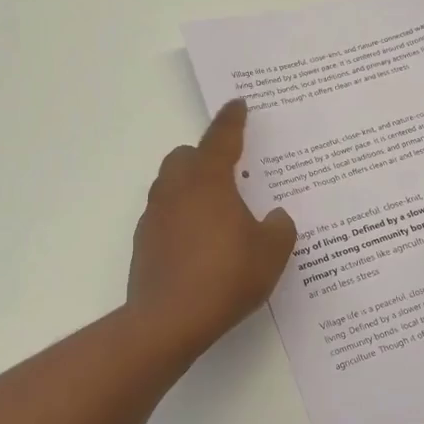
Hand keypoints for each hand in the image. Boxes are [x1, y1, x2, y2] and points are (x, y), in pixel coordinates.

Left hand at [128, 99, 295, 354]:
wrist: (169, 320)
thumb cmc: (226, 277)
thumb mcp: (271, 253)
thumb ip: (279, 228)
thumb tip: (276, 218)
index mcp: (208, 180)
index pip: (222, 138)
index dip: (232, 119)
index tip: (238, 103)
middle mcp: (176, 189)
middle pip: (186, 156)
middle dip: (206, 157)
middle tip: (231, 175)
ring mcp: (155, 215)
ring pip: (171, 185)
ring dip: (191, 187)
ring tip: (218, 212)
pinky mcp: (144, 242)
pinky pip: (165, 215)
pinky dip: (181, 217)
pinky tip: (200, 244)